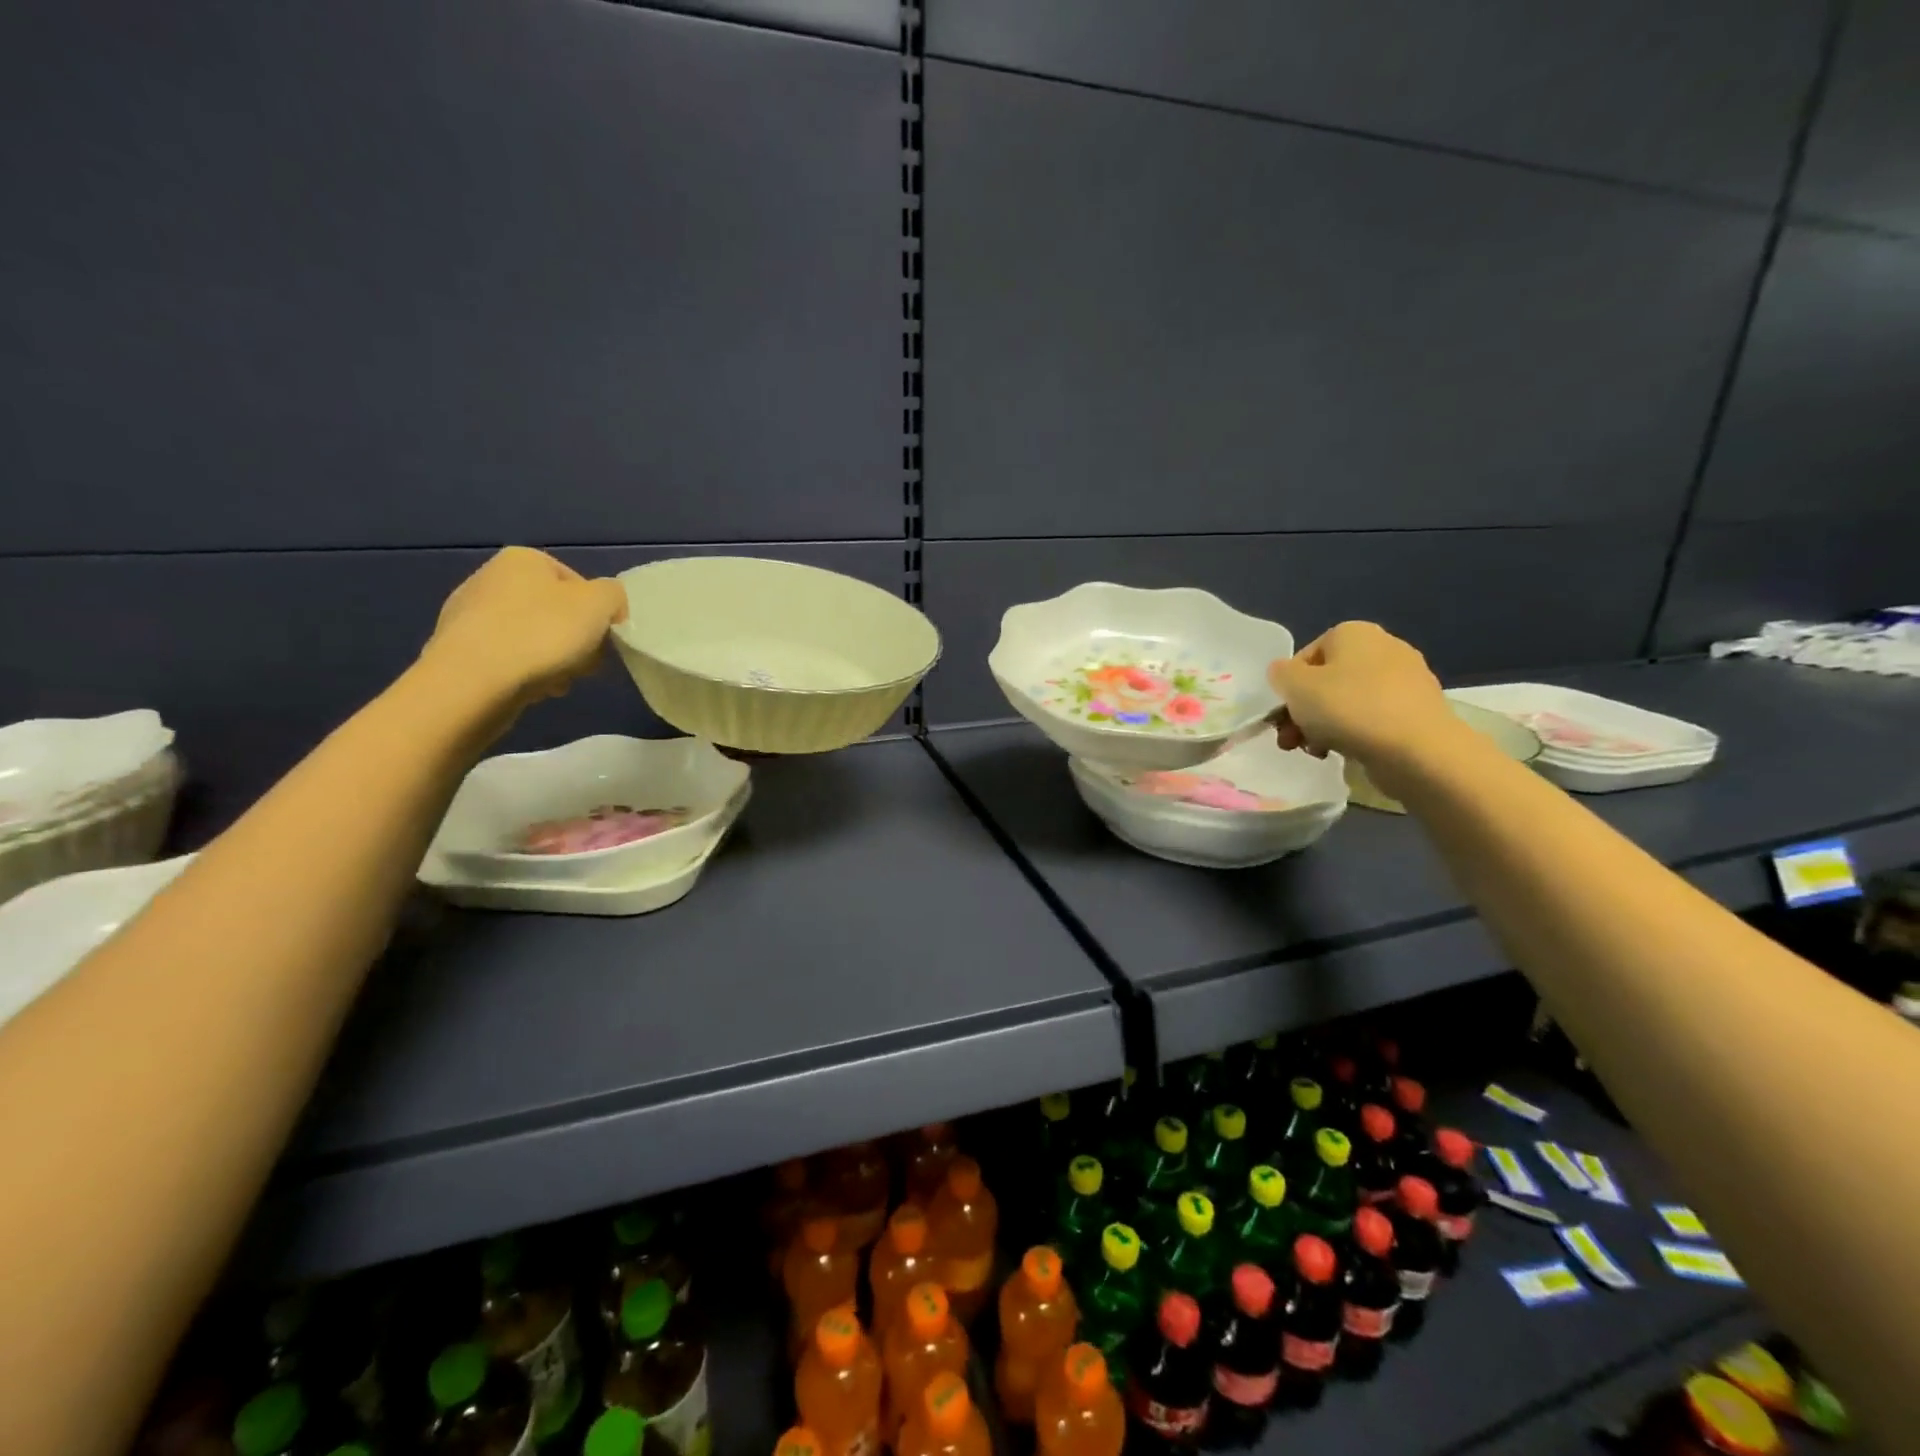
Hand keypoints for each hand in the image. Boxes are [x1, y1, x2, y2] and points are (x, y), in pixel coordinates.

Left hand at [420, 547, 628, 708]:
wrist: (475, 681)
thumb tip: (608, 607)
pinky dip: (525, 672)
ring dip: (554, 660)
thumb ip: (614, 595)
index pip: (579, 583)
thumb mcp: (600, 604)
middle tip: (583, 664)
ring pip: (534, 637)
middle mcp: (490, 577)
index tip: (602, 640)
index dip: (598, 614)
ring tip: (558, 682)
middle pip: (556, 612)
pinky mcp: (458, 649)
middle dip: (575, 640)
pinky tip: (531, 689)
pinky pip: (508, 658)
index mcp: (523, 559)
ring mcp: (468, 614)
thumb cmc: (543, 633)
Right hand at [1266, 622, 1458, 766]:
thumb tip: (1285, 673)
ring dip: (1324, 726)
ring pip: (1348, 702)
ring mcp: (1406, 679)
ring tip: (1317, 751)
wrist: (1417, 750)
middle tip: (1292, 740)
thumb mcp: (1294, 686)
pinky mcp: (1418, 710)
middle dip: (1304, 712)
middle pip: (1326, 681)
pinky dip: (1355, 733)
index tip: (1283, 716)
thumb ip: (1280, 674)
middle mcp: (1383, 646)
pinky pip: (1374, 718)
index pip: (1305, 657)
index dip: (1288, 688)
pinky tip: (1347, 753)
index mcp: (1353, 632)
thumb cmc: (1348, 708)